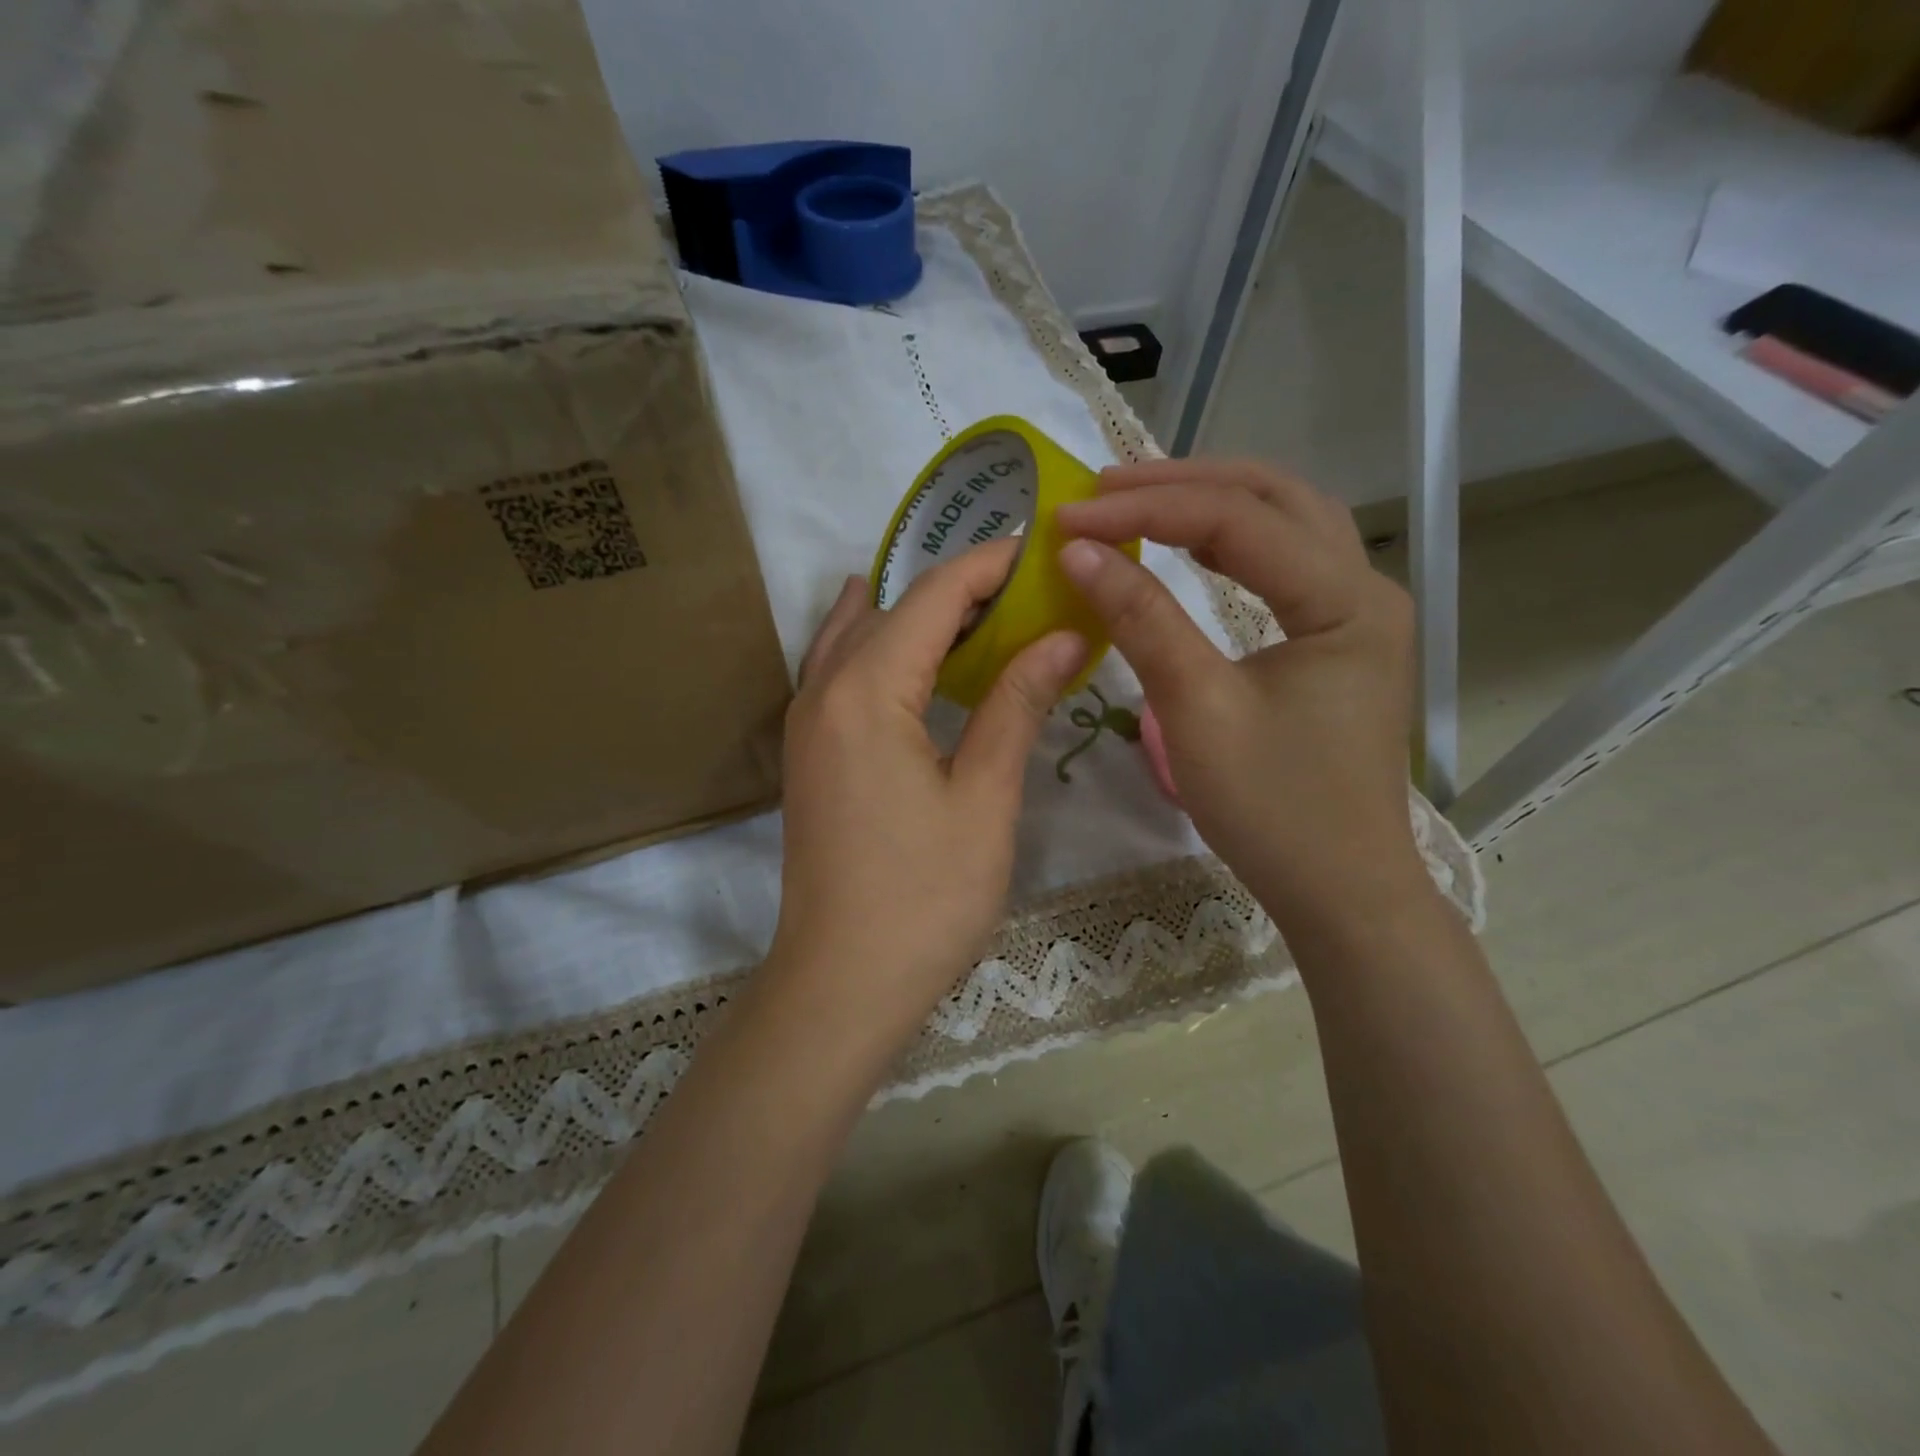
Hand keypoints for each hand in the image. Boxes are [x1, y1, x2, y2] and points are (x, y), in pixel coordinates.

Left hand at [766, 539, 1089, 1063]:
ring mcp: (807, 721)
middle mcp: (823, 689)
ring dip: (916, 613)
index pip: (932, 596)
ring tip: (982, 613)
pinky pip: (842, 670)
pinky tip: (917, 657)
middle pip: (891, 606)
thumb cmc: (924, 897)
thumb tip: (1064, 637)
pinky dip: (883, 646)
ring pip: (858, 634)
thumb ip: (1016, 705)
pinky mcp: (809, 752)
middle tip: (1027, 587)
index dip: (988, 565)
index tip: (1040, 549)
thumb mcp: (984, 798)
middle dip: (957, 586)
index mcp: (867, 690)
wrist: (841, 982)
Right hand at [1055, 458, 1423, 920]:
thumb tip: (1077, 552)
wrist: (1340, 889)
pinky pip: (1283, 563)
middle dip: (1184, 482)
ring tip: (1136, 500)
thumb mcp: (1197, 710)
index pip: (1237, 522)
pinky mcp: (1337, 639)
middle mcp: (1364, 588)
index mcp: (1345, 601)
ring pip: (1284, 523)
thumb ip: (1141, 621)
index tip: (1070, 517)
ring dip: (1210, 501)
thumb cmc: (1273, 809)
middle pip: (1274, 498)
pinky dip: (1230, 541)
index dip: (1147, 510)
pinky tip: (1189, 543)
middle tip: (1103, 488)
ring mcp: (1356, 613)